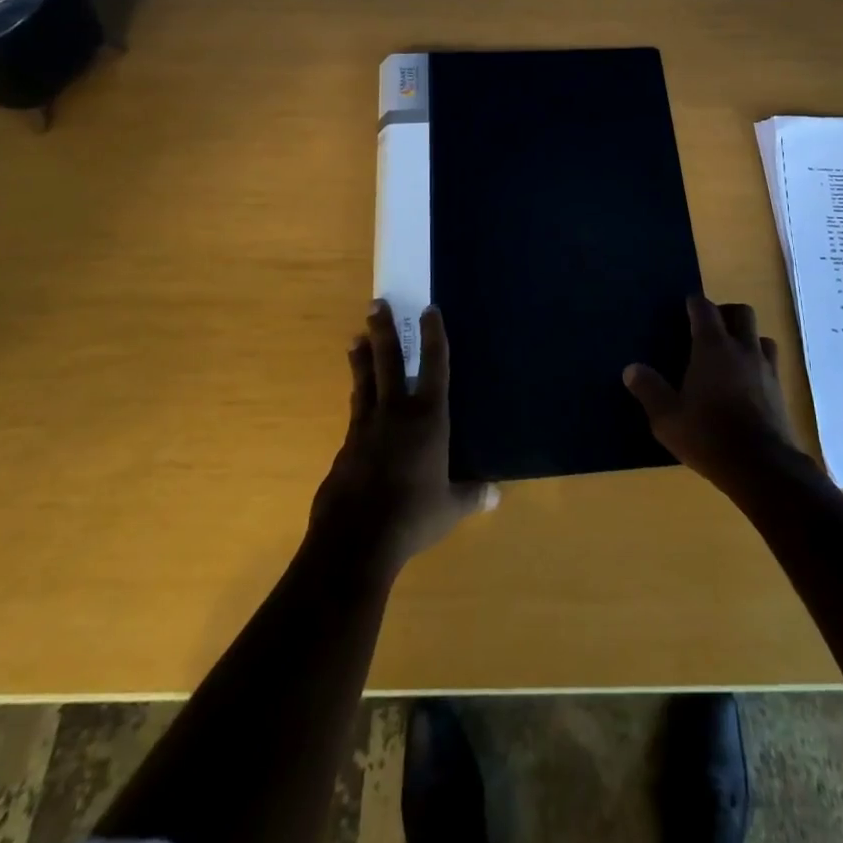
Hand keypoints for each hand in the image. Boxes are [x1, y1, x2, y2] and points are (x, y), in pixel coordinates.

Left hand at [310, 301, 496, 575]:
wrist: (355, 539)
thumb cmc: (413, 516)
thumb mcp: (451, 507)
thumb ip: (472, 495)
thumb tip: (496, 494)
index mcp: (428, 418)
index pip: (434, 366)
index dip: (433, 336)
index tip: (429, 309)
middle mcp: (396, 412)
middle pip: (388, 361)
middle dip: (384, 330)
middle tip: (376, 303)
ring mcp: (366, 428)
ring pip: (364, 382)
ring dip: (361, 358)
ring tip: (355, 338)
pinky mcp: (345, 448)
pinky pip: (355, 414)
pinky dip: (358, 400)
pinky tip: (357, 404)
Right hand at [623, 296, 805, 492]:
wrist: (761, 466)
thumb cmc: (708, 436)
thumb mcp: (667, 417)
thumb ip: (649, 390)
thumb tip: (631, 369)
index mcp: (713, 347)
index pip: (705, 309)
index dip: (695, 303)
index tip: (686, 307)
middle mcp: (743, 348)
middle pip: (741, 312)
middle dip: (726, 313)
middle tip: (709, 329)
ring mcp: (766, 368)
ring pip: (761, 337)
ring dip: (748, 338)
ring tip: (732, 355)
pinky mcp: (781, 391)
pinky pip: (771, 364)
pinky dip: (759, 364)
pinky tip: (748, 383)